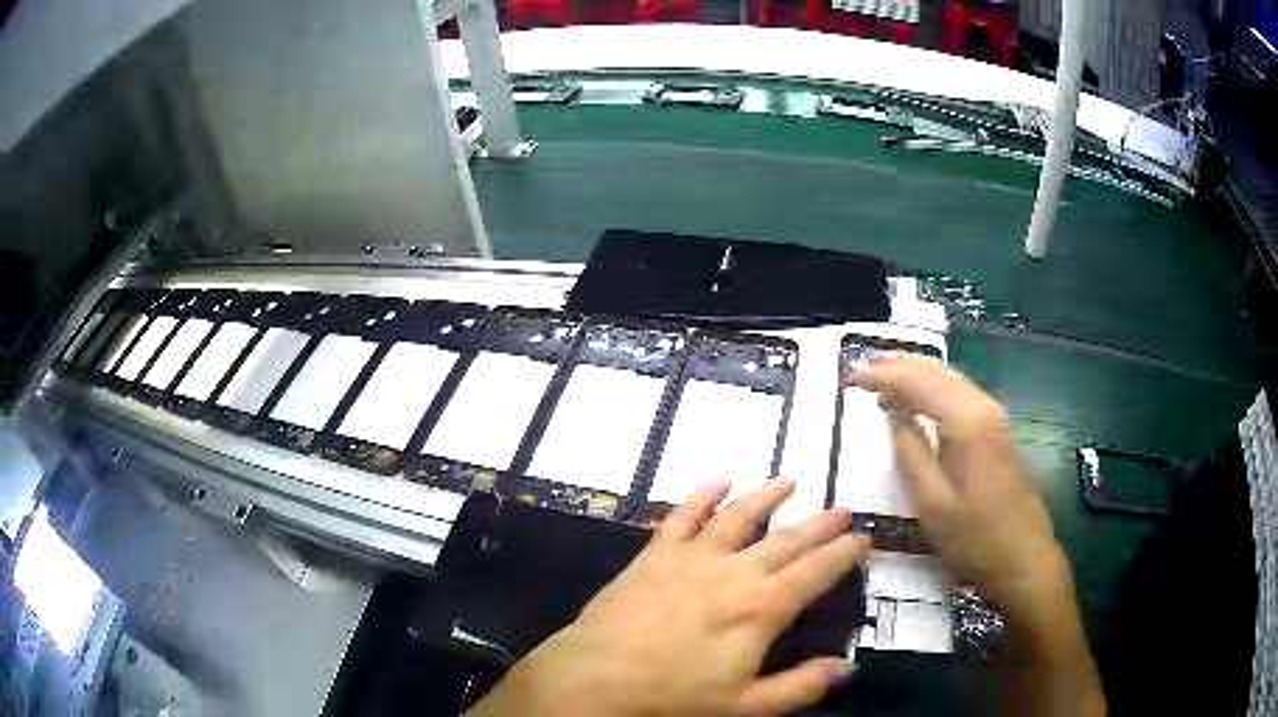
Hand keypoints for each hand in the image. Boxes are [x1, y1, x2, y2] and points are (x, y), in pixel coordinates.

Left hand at [468, 480, 870, 716]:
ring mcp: (691, 558)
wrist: (594, 680)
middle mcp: (733, 572)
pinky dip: (702, 495)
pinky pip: (683, 516)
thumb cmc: (673, 699)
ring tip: (789, 481)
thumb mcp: (746, 707)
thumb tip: (848, 667)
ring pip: (738, 516)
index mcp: (762, 608)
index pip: (816, 571)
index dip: (843, 554)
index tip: (863, 539)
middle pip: (786, 539)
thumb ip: (801, 686)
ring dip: (766, 496)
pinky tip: (718, 482)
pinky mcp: (654, 554)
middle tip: (842, 509)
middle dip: (818, 523)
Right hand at [849, 356, 1066, 622]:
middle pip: (936, 371)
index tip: (850, 378)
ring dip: (916, 377)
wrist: (1025, 560)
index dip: (882, 375)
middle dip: (898, 367)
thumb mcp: (933, 504)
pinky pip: (960, 397)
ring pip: (950, 380)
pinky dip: (933, 392)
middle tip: (862, 373)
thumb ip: (911, 454)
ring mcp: (996, 418)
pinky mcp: (1000, 433)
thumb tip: (895, 417)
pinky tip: (919, 406)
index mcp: (967, 421)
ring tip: (882, 385)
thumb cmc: (976, 539)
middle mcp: (984, 407)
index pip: (918, 381)